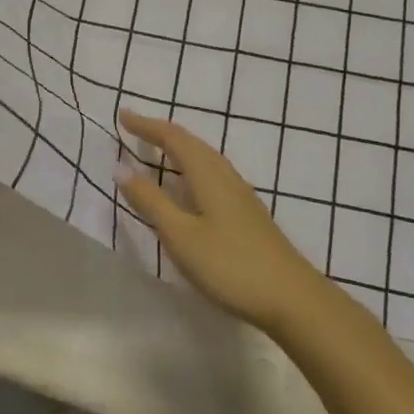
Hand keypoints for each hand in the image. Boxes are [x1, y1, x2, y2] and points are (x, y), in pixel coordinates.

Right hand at [115, 110, 325, 336]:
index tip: (123, 114)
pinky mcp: (248, 213)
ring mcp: (241, 195)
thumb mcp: (181, 235)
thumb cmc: (230, 265)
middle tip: (135, 128)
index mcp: (208, 175)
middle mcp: (226, 176)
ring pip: (205, 158)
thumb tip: (121, 168)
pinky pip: (213, 174)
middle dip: (162, 132)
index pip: (173, 139)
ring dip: (179, 148)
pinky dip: (192, 167)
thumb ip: (151, 201)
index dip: (147, 126)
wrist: (292, 298)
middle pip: (192, 143)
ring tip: (158, 150)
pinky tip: (190, 186)